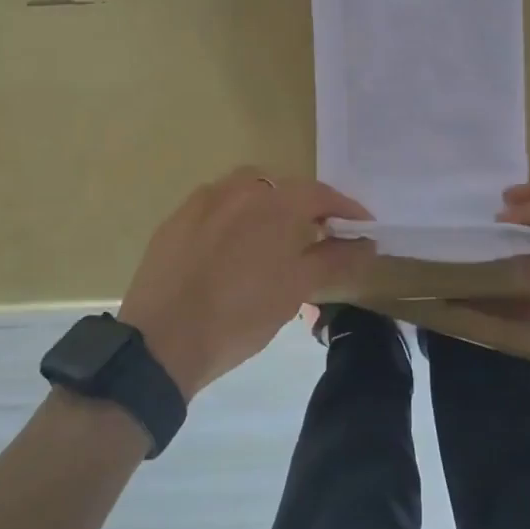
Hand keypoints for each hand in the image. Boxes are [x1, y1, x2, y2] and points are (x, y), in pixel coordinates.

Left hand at [117, 167, 373, 400]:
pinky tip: (234, 247)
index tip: (362, 227)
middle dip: (306, 208)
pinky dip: (236, 218)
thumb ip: (335, 259)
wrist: (162, 340)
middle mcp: (239, 188)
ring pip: (248, 192)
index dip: (346, 209)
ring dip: (269, 209)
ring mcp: (203, 200)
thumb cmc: (240, 316)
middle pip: (284, 188)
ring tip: (276, 239)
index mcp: (274, 202)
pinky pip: (217, 206)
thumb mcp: (296, 289)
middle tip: (320, 236)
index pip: (321, 193)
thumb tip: (367, 242)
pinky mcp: (177, 218)